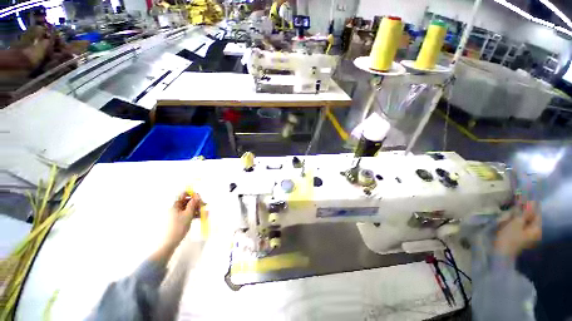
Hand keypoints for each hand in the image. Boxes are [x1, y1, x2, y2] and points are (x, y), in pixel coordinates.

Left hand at [165, 192, 201, 247]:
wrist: (170, 242)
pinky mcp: (180, 219)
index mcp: (175, 205)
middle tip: (204, 205)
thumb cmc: (179, 226)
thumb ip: (193, 203)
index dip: (192, 194)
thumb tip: (196, 195)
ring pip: (189, 208)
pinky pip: (188, 213)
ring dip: (197, 209)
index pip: (184, 195)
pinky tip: (200, 216)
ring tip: (204, 212)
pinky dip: (194, 214)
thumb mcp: (188, 214)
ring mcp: (178, 214)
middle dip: (196, 203)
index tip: (199, 198)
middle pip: (188, 201)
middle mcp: (176, 208)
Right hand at [494, 201, 541, 257]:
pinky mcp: (519, 237)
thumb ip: (524, 212)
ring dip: (515, 217)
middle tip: (511, 209)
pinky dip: (512, 223)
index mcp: (537, 228)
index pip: (536, 212)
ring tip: (506, 217)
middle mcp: (535, 232)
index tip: (521, 199)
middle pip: (530, 217)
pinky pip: (518, 226)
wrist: (500, 253)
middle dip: (520, 212)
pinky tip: (505, 223)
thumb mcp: (516, 222)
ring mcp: (527, 236)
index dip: (529, 205)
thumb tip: (530, 201)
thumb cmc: (509, 237)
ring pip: (523, 221)